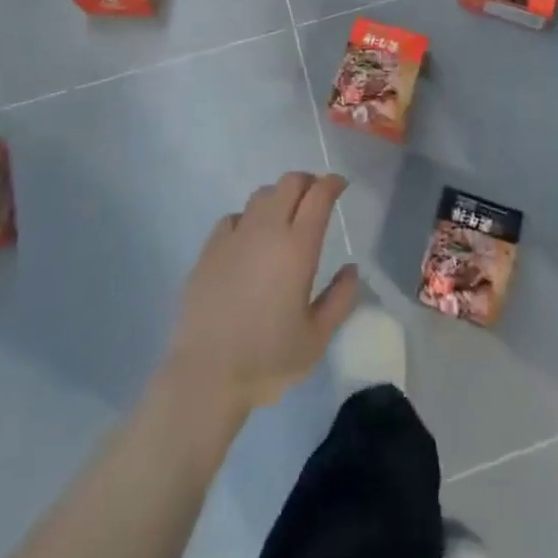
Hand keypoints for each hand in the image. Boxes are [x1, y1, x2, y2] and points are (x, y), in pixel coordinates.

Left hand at [162, 172, 359, 414]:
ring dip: (279, 197)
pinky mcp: (209, 248)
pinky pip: (234, 216)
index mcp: (297, 248)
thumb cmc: (267, 360)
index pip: (319, 195)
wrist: (205, 376)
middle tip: (316, 198)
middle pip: (290, 182)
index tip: (340, 185)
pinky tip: (249, 239)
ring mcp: (235, 236)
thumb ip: (340, 299)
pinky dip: (249, 218)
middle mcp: (267, 230)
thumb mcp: (317, 339)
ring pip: (261, 195)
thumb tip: (352, 268)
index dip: (332, 184)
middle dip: (308, 182)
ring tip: (284, 217)